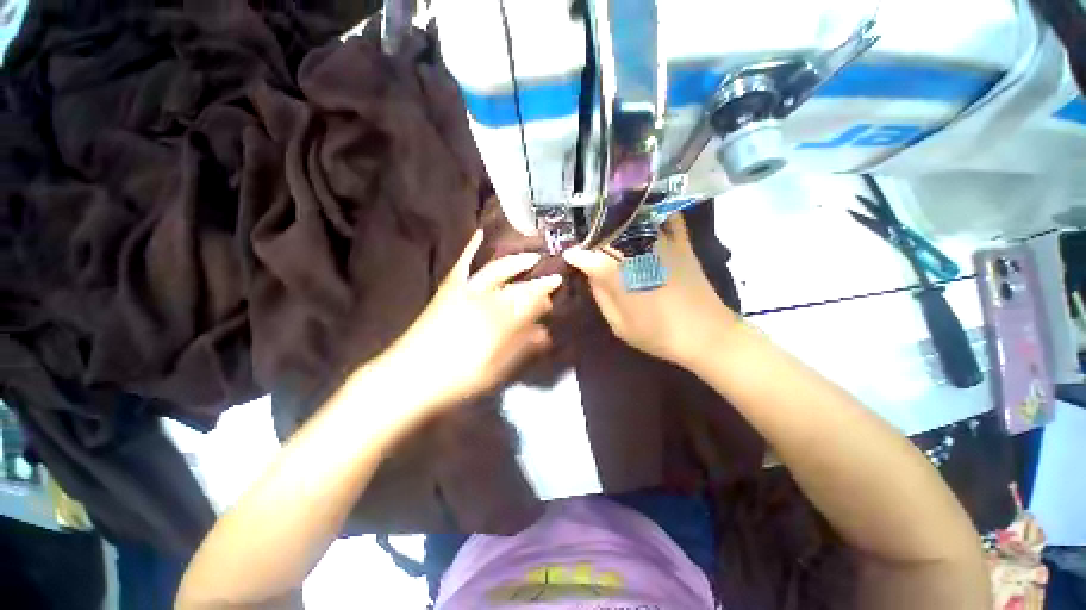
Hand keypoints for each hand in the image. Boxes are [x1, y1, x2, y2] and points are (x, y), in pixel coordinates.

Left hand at [382, 230, 561, 410]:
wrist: (409, 376)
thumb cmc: (458, 378)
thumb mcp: (496, 368)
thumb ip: (521, 346)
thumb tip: (545, 333)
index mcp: (500, 320)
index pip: (531, 301)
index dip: (545, 294)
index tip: (558, 286)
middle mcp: (486, 299)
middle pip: (517, 285)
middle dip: (536, 280)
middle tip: (550, 275)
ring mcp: (465, 291)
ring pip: (496, 270)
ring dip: (516, 262)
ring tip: (530, 255)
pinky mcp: (448, 289)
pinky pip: (462, 264)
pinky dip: (470, 248)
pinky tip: (479, 233)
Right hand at [562, 215, 737, 365]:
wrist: (706, 334)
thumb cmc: (658, 334)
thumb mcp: (619, 325)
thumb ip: (602, 297)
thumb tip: (591, 275)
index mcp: (616, 274)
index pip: (586, 257)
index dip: (576, 256)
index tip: (570, 256)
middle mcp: (634, 251)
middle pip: (606, 234)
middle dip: (593, 237)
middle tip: (588, 243)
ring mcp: (660, 242)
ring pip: (631, 222)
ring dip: (617, 222)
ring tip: (609, 228)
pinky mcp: (680, 242)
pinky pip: (666, 218)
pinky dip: (654, 214)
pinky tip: (644, 216)